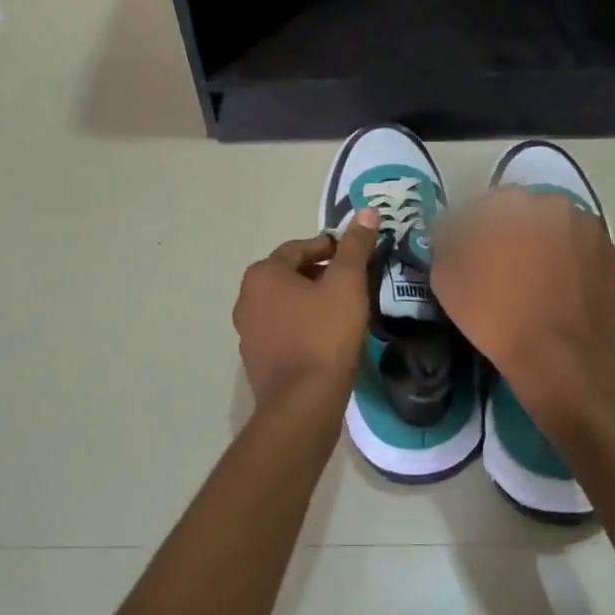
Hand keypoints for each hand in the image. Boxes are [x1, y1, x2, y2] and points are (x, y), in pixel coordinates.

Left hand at [234, 208, 379, 407]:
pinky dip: (302, 326)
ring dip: (310, 301)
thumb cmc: (325, 334)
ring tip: (342, 310)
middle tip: (352, 283)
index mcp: (263, 274)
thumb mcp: (346, 283)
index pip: (299, 247)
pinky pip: (282, 330)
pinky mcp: (256, 359)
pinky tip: (326, 339)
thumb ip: (355, 246)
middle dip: (319, 274)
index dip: (330, 248)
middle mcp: (246, 298)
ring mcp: (247, 331)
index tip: (355, 257)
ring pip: (285, 304)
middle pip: (289, 274)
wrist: (303, 403)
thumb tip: (367, 210)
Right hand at [432, 188, 614, 422]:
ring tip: (535, 283)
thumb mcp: (446, 277)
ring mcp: (587, 228)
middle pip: (524, 212)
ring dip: (544, 245)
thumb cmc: (495, 313)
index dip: (473, 231)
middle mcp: (552, 203)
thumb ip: (445, 240)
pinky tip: (560, 291)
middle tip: (503, 269)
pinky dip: (570, 263)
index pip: (482, 206)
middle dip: (512, 233)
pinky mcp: (611, 255)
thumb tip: (450, 228)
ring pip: (556, 229)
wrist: (560, 356)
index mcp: (510, 202)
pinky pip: (580, 251)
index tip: (470, 257)